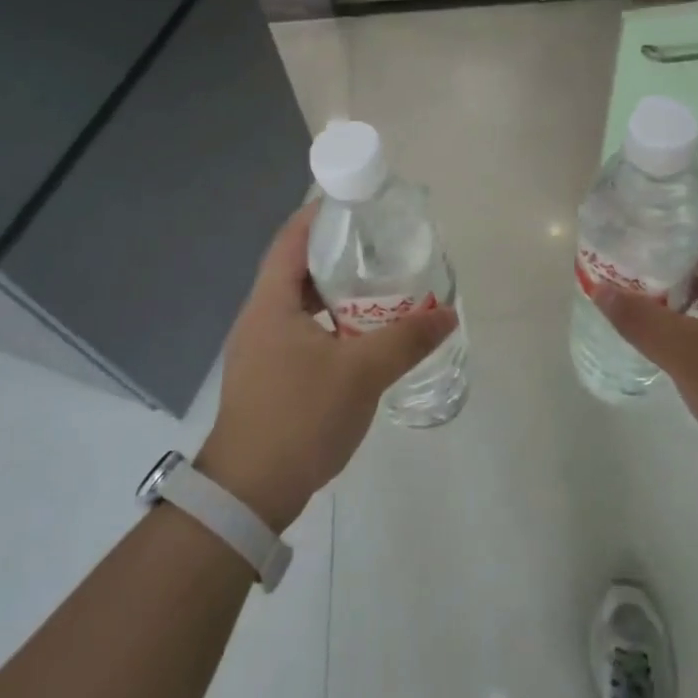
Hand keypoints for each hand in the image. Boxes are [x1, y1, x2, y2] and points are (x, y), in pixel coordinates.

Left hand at [196, 203, 457, 531]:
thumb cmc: (299, 417)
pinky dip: (332, 324)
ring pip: (302, 304)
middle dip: (338, 253)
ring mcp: (261, 349)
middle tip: (381, 245)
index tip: (358, 204)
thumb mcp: (361, 374)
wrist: (250, 493)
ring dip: (337, 293)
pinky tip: (362, 337)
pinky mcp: (269, 376)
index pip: (292, 239)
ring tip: (379, 286)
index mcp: (271, 303)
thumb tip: (448, 313)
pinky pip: (303, 332)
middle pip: (297, 268)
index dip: (321, 215)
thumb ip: (406, 339)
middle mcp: (260, 318)